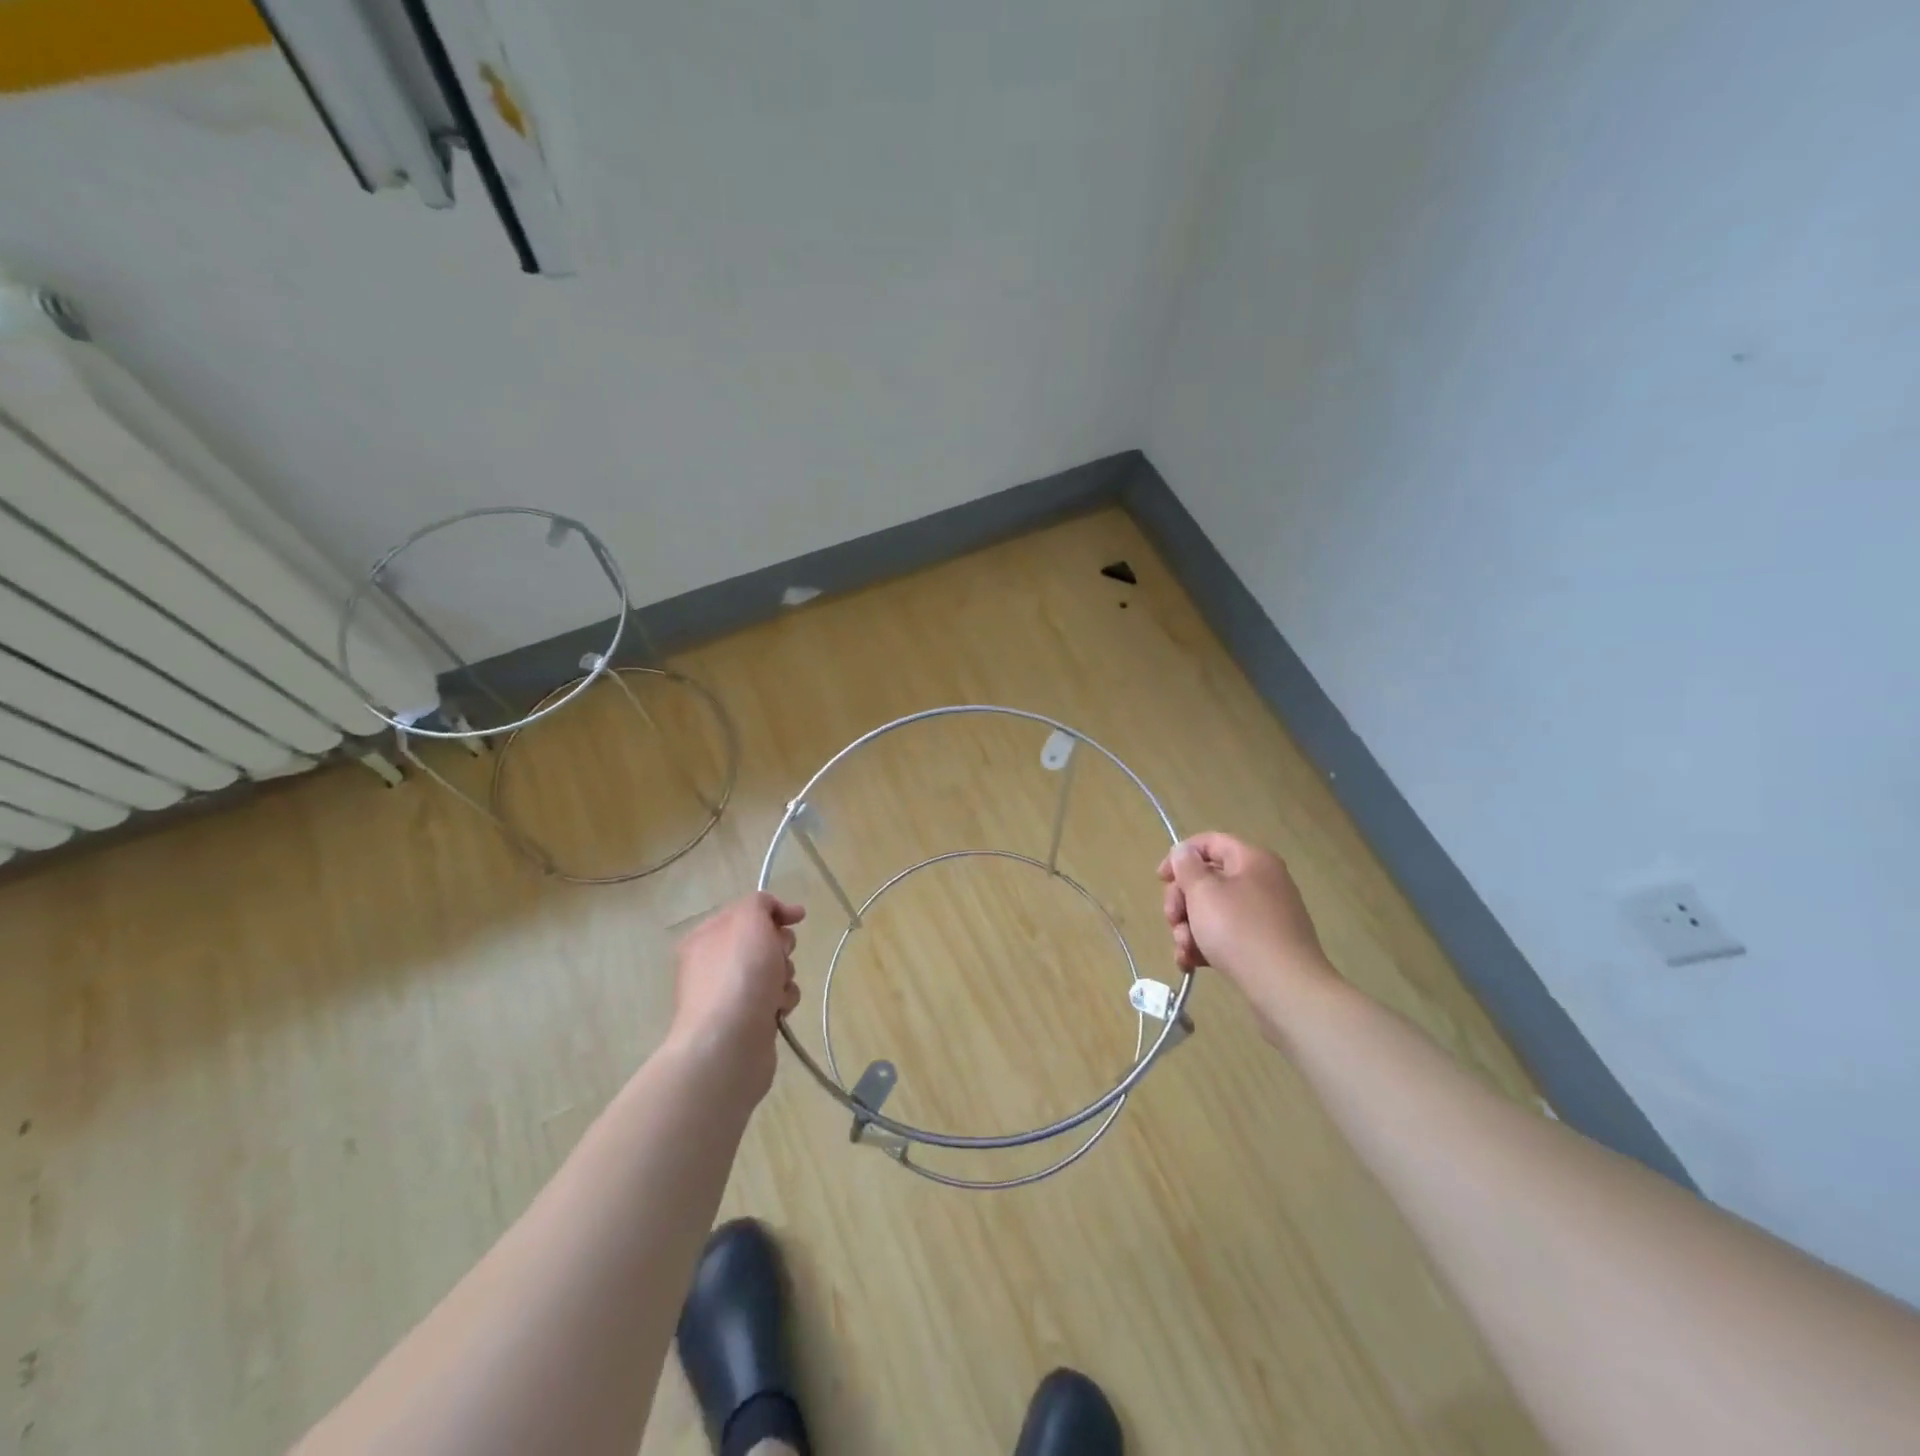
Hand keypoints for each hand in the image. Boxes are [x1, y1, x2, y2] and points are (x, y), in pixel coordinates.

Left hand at [666, 893, 804, 1098]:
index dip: (774, 911)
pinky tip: (777, 1010)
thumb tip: (773, 910)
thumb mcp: (749, 920)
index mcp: (707, 936)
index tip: (798, 917)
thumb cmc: (738, 974)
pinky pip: (775, 999)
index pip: (746, 912)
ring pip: (773, 971)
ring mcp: (729, 995)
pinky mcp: (746, 1021)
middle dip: (780, 947)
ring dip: (785, 976)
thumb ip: (760, 903)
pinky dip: (782, 1001)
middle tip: (779, 956)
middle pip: (763, 942)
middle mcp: (714, 964)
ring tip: (777, 991)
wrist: (728, 1044)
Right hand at [1158, 832, 1332, 1038]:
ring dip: (1189, 928)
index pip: (1210, 842)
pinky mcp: (1264, 945)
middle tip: (1172, 921)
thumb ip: (1187, 867)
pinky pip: (1227, 935)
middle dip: (1182, 901)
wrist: (1286, 989)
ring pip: (1213, 911)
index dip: (1180, 856)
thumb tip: (1184, 852)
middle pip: (1209, 879)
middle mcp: (1262, 882)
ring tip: (1184, 950)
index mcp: (1252, 860)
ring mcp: (1265, 915)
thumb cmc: (1239, 931)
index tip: (1160, 880)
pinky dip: (1206, 945)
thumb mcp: (1204, 892)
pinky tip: (1191, 963)